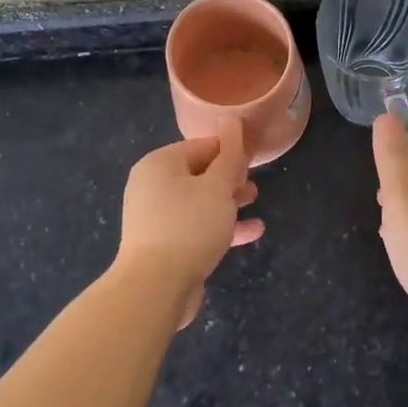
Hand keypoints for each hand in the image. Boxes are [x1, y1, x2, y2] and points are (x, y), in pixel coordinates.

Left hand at [115, 118, 262, 326]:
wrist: (156, 287)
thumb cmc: (189, 226)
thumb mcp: (218, 187)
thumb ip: (229, 155)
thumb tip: (232, 120)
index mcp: (159, 164)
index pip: (201, 146)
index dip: (231, 151)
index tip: (255, 161)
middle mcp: (152, 186)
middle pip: (199, 173)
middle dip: (230, 178)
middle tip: (254, 185)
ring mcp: (156, 217)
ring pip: (199, 202)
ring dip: (228, 202)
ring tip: (255, 203)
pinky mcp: (164, 245)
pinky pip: (196, 227)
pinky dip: (221, 227)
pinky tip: (252, 232)